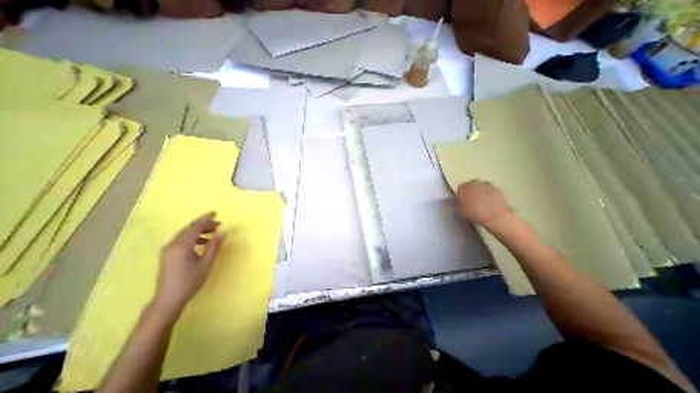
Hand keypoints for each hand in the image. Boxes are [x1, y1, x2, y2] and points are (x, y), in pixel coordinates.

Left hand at [152, 214, 224, 320]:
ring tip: (213, 232)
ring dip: (199, 231)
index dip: (206, 219)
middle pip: (189, 229)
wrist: (168, 299)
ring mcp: (168, 250)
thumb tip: (223, 233)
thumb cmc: (190, 281)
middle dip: (203, 224)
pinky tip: (203, 242)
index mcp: (181, 246)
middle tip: (218, 223)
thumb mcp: (206, 263)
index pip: (194, 227)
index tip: (216, 214)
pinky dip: (193, 238)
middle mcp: (172, 245)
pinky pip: (182, 241)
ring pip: (185, 235)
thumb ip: (214, 246)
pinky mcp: (168, 255)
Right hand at [457, 181, 511, 226]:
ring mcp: (486, 184)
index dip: (461, 195)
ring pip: (481, 187)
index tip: (463, 201)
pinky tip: (490, 203)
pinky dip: (489, 195)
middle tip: (471, 202)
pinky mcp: (497, 188)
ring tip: (481, 203)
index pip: (460, 188)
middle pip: (471, 185)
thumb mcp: (460, 210)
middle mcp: (474, 182)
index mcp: (463, 187)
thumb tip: (458, 202)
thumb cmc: (473, 213)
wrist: (494, 215)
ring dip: (480, 192)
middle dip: (471, 192)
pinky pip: (490, 190)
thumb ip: (458, 203)